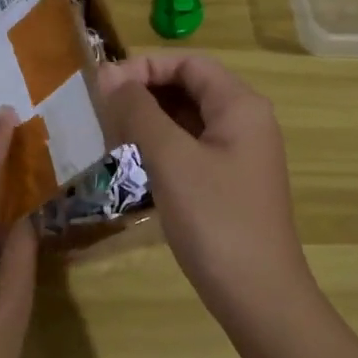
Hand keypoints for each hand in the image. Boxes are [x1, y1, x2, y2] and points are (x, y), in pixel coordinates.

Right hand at [99, 52, 316, 331]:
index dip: (144, 66)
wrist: (258, 295)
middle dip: (144, 92)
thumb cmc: (216, 220)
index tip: (101, 85)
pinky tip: (132, 161)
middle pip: (189, 87)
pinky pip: (190, 149)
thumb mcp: (171, 159)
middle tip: (99, 109)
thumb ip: (139, 111)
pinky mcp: (228, 182)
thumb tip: (107, 74)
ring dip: (149, 119)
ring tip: (108, 132)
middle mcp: (245, 121)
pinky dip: (161, 147)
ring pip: (187, 120)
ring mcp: (238, 154)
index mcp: (240, 105)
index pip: (188, 63)